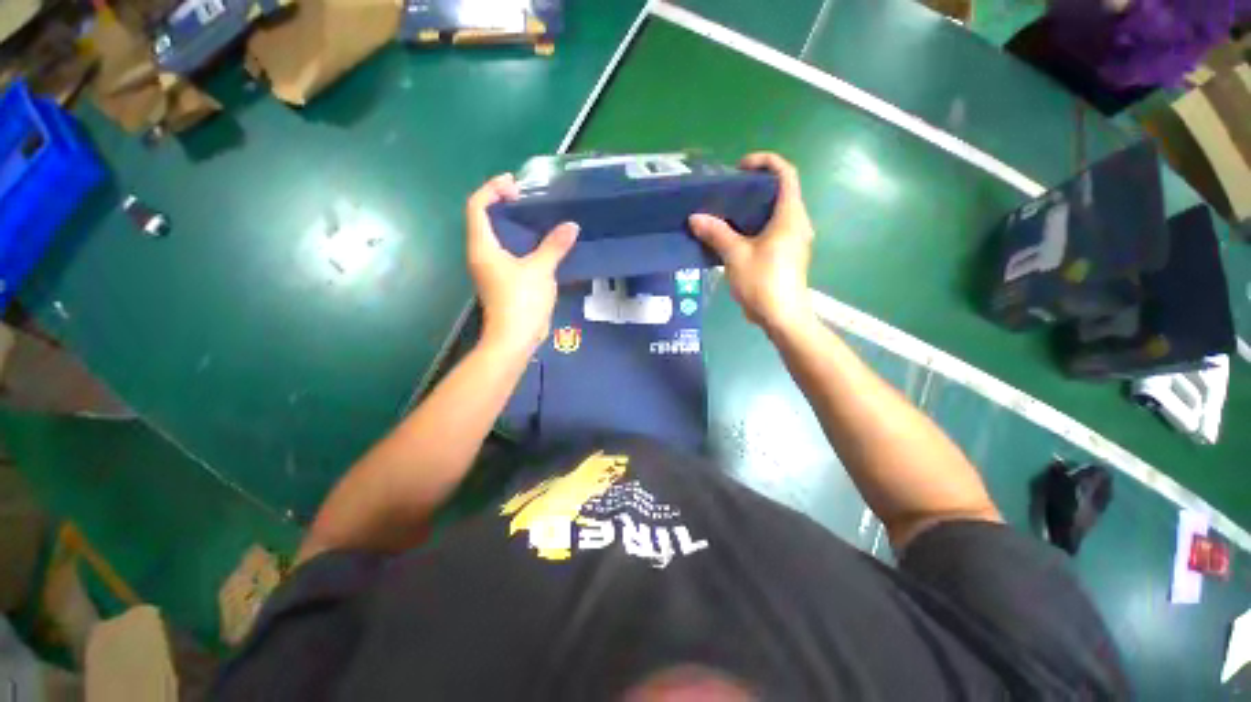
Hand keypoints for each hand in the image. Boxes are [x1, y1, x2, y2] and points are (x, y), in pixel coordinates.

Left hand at [466, 174, 579, 354]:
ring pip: (496, 237)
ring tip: (536, 217)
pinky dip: (519, 242)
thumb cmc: (522, 301)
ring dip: (512, 224)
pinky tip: (539, 244)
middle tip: (527, 198)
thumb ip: (554, 246)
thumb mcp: (540, 270)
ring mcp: (490, 269)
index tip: (515, 184)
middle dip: (502, 203)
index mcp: (482, 247)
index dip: (492, 188)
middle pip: (484, 219)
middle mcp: (481, 255)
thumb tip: (571, 226)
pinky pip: (506, 252)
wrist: (514, 338)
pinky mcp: (501, 281)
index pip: (476, 206)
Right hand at [688, 152, 814, 335]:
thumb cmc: (763, 282)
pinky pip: (772, 230)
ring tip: (725, 213)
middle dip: (754, 187)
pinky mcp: (787, 254)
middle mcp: (797, 223)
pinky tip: (733, 237)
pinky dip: (754, 226)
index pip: (785, 173)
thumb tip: (695, 217)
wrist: (782, 317)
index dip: (765, 162)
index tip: (740, 168)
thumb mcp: (736, 255)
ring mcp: (794, 240)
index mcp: (790, 215)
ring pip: (775, 213)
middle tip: (727, 192)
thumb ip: (716, 233)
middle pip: (780, 192)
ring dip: (752, 209)